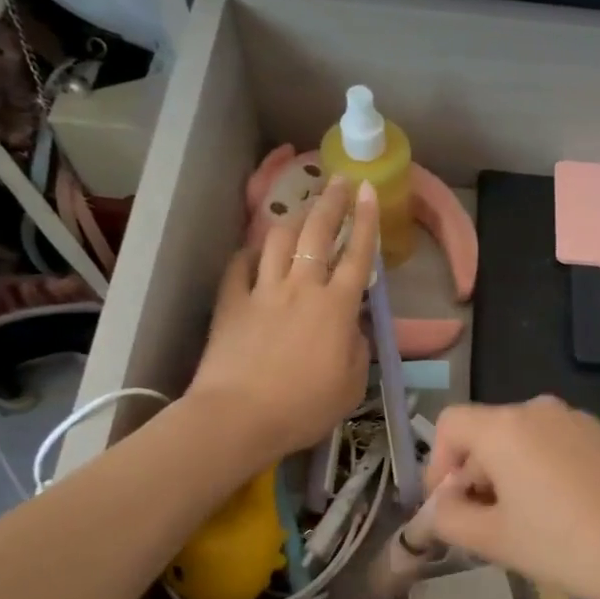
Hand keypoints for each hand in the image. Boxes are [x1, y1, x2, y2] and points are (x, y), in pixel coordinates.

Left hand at [188, 177, 378, 457]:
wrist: (239, 417)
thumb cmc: (304, 407)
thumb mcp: (351, 385)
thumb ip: (357, 349)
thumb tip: (352, 327)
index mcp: (336, 307)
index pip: (357, 255)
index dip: (366, 221)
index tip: (369, 191)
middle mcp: (301, 288)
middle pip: (317, 233)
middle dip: (331, 202)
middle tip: (339, 181)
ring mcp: (262, 291)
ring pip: (278, 240)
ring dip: (293, 218)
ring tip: (302, 209)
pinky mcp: (231, 302)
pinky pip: (240, 265)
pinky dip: (250, 252)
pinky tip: (255, 250)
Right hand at [423, 396, 599, 598]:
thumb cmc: (563, 545)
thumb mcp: (494, 539)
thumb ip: (449, 518)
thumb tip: (440, 506)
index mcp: (506, 427)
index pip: (450, 424)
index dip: (437, 464)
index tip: (449, 506)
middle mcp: (542, 410)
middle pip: (489, 432)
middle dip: (476, 474)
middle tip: (486, 523)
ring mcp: (582, 420)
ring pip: (527, 440)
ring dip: (514, 473)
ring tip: (530, 521)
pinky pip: (563, 446)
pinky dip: (550, 470)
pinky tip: (570, 511)